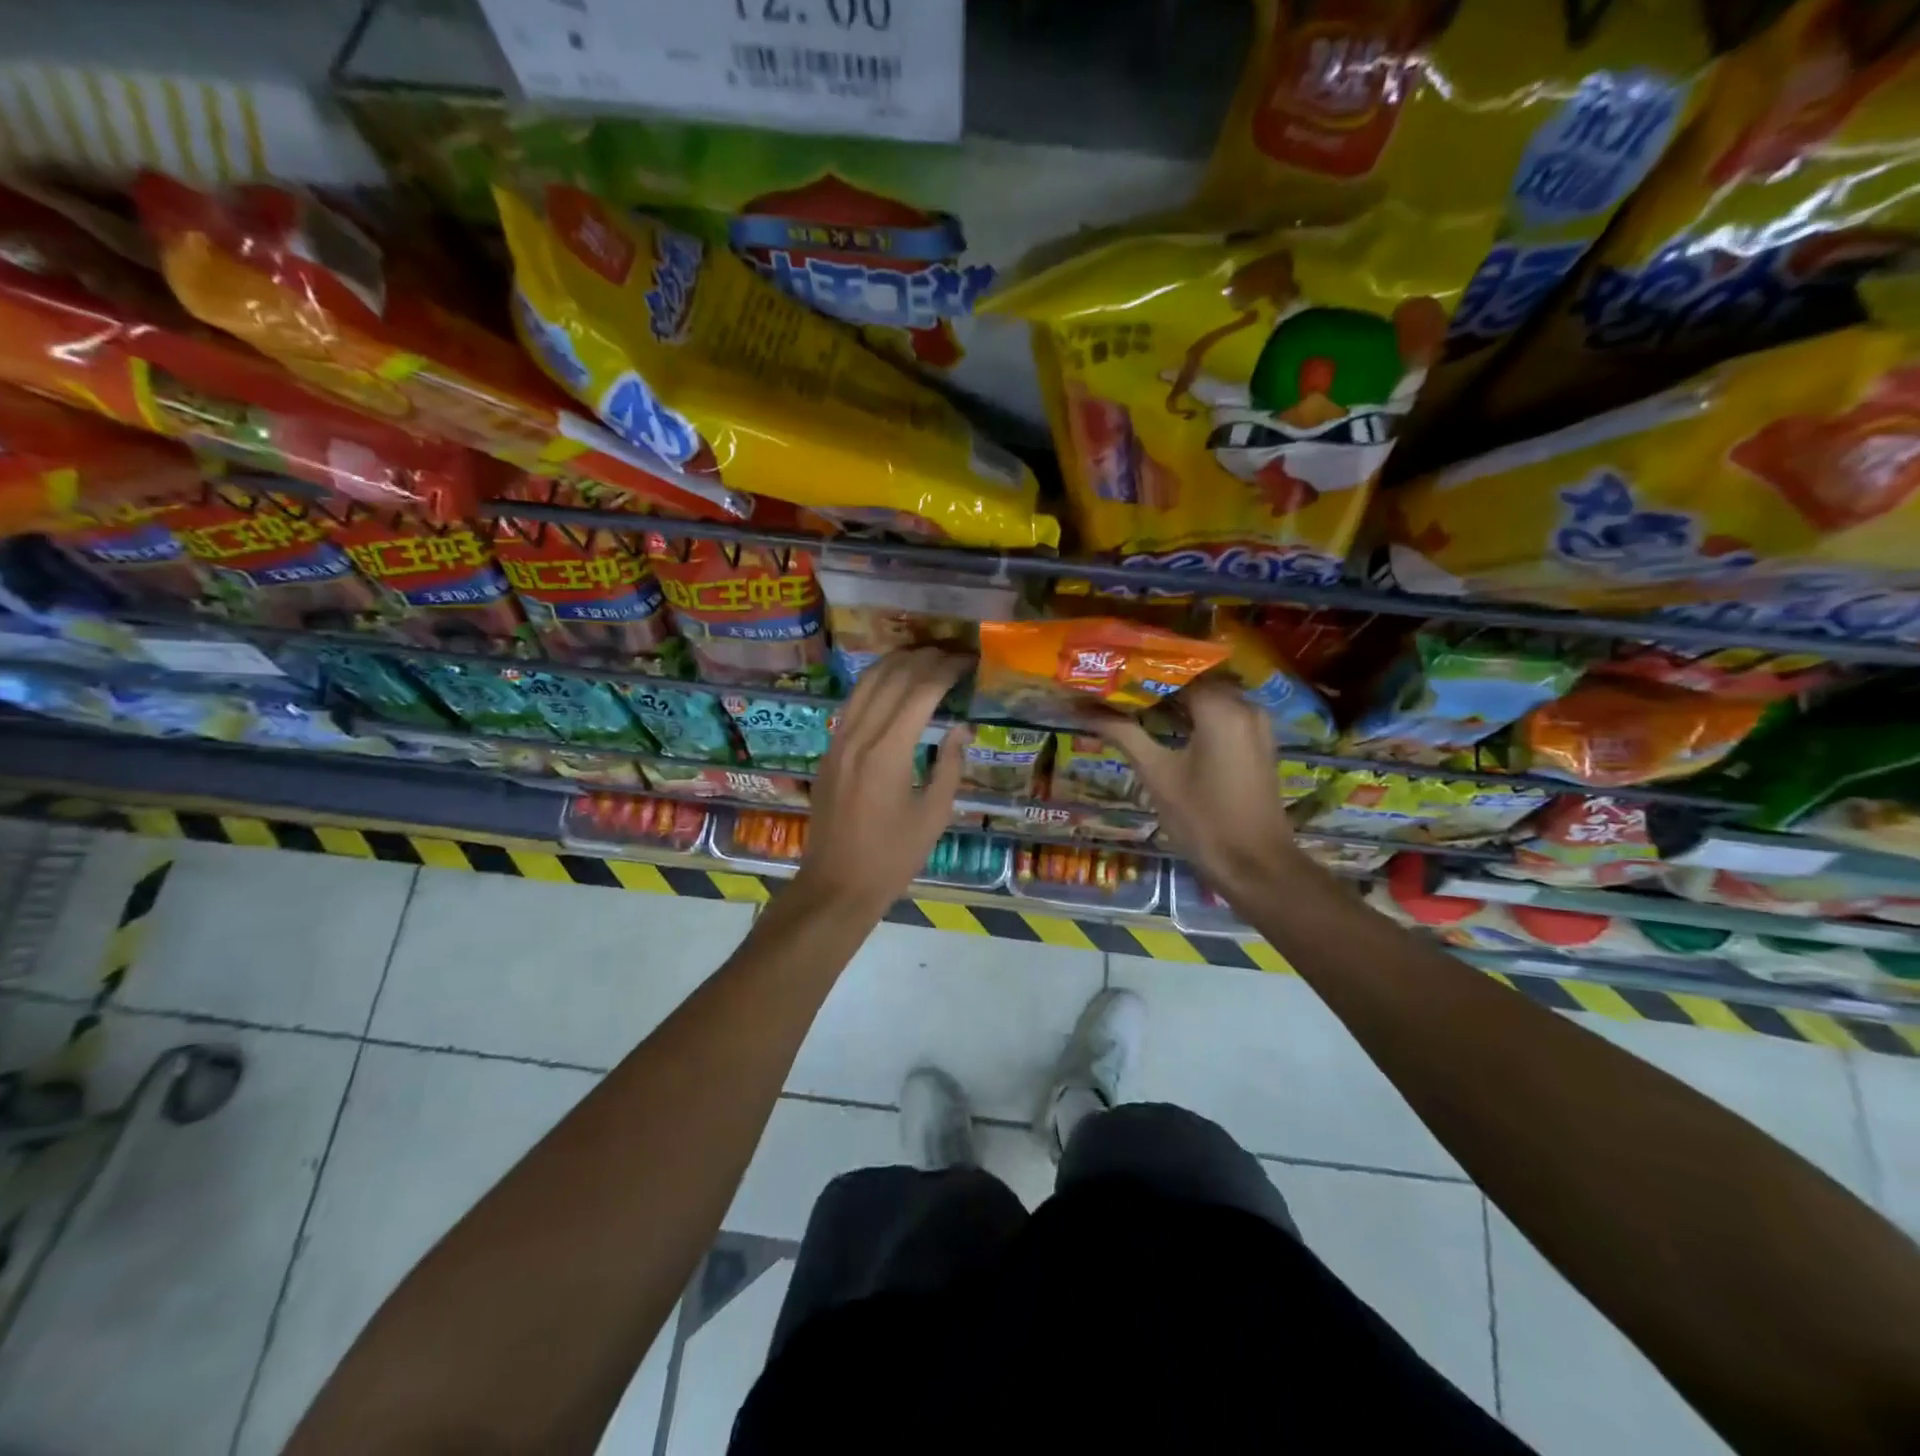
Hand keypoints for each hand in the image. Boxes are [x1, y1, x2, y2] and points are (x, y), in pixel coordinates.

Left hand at [792, 648, 970, 917]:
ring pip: (866, 683)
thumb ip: (950, 765)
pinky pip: (853, 703)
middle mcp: (859, 736)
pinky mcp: (829, 751)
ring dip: (896, 663)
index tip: (967, 661)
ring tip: (924, 657)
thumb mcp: (934, 814)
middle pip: (891, 677)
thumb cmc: (893, 857)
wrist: (837, 884)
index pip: (920, 691)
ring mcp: (838, 741)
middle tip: (951, 654)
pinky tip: (892, 683)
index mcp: (888, 752)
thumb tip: (961, 727)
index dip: (945, 670)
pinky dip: (875, 683)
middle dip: (923, 658)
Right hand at [1097, 679, 1306, 902]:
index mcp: (1221, 708)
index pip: (1174, 670)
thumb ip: (1123, 734)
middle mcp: (1245, 706)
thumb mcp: (1157, 774)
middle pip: (1192, 681)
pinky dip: (1193, 717)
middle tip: (1112, 688)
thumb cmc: (1203, 820)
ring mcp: (1256, 725)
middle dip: (1153, 685)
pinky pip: (1222, 716)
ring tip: (1130, 705)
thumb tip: (1083, 708)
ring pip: (1208, 698)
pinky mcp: (1258, 743)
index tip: (1107, 673)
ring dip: (1173, 701)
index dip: (1138, 671)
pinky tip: (1163, 727)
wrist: (1256, 866)